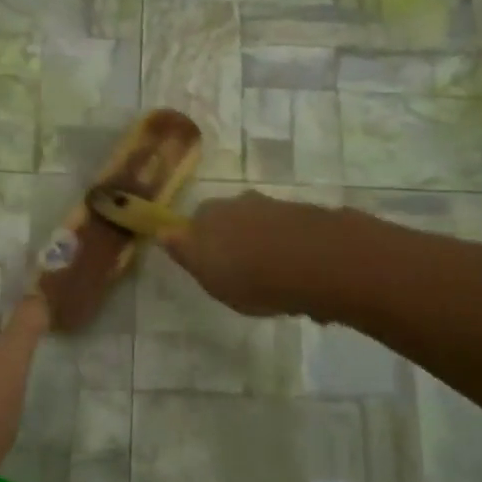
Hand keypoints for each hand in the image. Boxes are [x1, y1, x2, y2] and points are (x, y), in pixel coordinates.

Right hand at [158, 192, 339, 318]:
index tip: (207, 265)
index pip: (193, 224)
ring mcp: (275, 206)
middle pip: (228, 219)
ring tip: (272, 278)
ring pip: (259, 225)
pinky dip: (289, 249)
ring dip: (262, 244)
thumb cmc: (251, 278)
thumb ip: (187, 253)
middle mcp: (239, 203)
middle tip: (239, 272)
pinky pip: (289, 234)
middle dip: (231, 239)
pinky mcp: (307, 216)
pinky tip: (297, 274)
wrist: (318, 262)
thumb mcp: (209, 277)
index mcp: (209, 216)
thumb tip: (164, 232)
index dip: (198, 243)